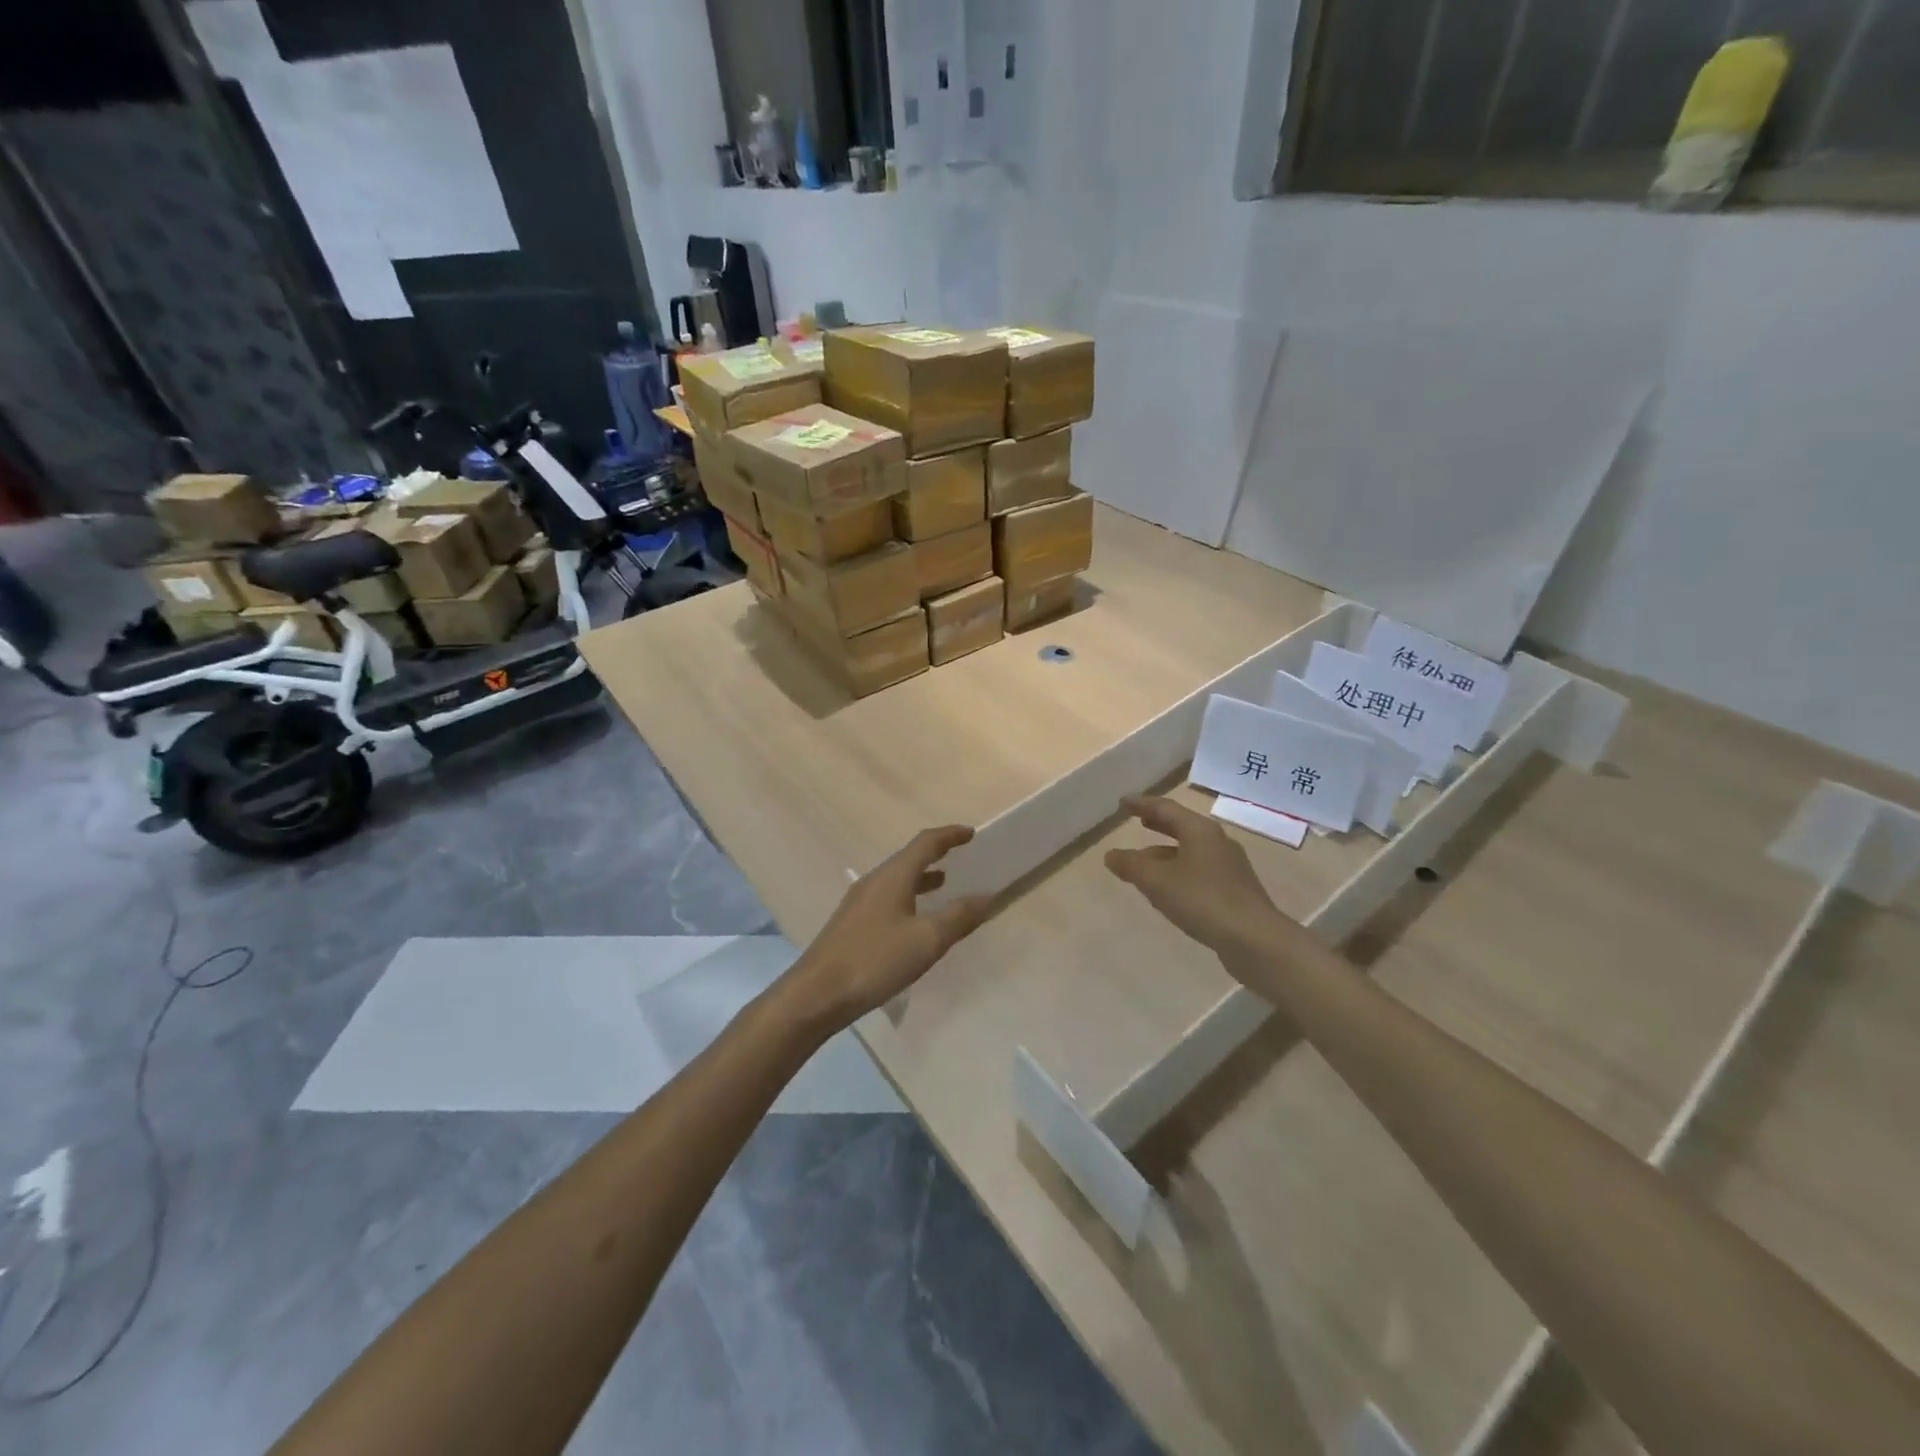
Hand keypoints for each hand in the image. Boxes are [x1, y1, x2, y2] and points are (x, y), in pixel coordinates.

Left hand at [783, 826, 993, 1027]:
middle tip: (961, 856)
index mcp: (893, 876)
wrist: (817, 994)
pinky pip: (887, 896)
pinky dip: (908, 895)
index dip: (950, 835)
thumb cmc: (875, 961)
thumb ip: (959, 917)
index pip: (925, 843)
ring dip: (922, 876)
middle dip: (936, 854)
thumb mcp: (926, 941)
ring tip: (944, 883)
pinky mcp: (852, 923)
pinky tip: (914, 918)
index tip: (971, 833)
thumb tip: (987, 896)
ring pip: (897, 878)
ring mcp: (859, 902)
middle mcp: (874, 881)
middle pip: (909, 857)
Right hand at [1104, 796, 1295, 960]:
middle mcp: (1217, 842)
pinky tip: (1169, 889)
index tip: (1123, 803)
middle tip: (1138, 821)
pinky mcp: (1235, 890)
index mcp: (1200, 831)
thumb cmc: (1202, 900)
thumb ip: (1131, 865)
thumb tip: (1111, 855)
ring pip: (1191, 851)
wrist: (1254, 939)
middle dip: (1158, 824)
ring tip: (1145, 861)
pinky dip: (1179, 871)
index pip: (1166, 808)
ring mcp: (1229, 867)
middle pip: (1182, 827)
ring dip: (1166, 852)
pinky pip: (1199, 871)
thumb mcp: (1157, 881)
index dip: (1142, 804)